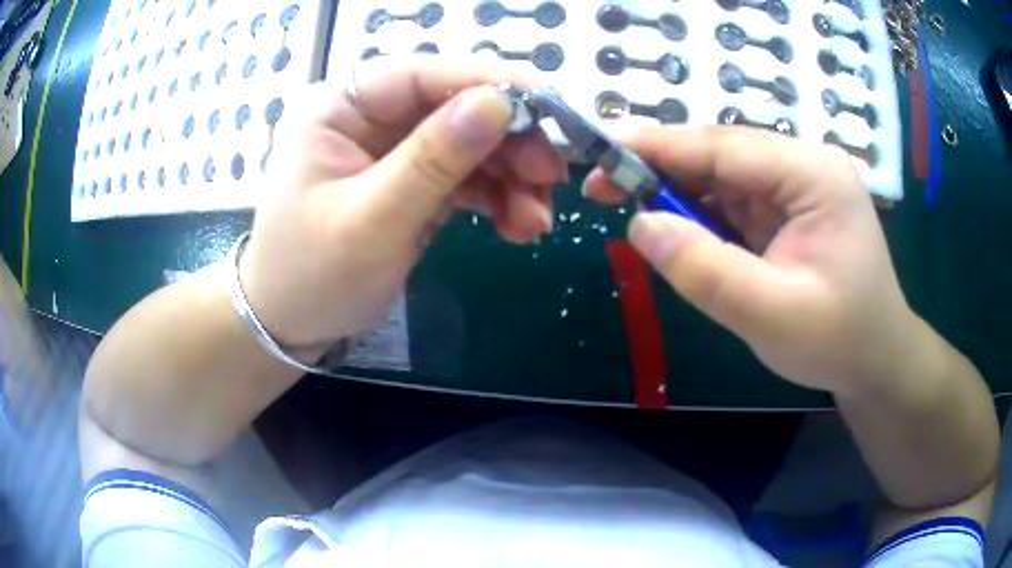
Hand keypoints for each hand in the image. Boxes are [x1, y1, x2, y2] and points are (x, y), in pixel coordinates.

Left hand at [239, 57, 564, 347]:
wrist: (291, 326)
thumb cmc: (312, 276)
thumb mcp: (372, 222)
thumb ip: (433, 160)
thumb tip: (499, 103)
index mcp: (339, 108)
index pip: (421, 76)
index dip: (488, 83)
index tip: (549, 107)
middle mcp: (368, 117)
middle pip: (454, 107)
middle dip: (509, 142)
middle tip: (551, 178)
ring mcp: (393, 149)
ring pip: (470, 143)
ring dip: (512, 178)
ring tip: (536, 221)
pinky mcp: (412, 180)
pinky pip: (466, 176)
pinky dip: (498, 198)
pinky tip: (518, 227)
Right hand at [584, 126, 919, 394]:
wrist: (875, 361)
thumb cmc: (838, 340)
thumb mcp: (772, 315)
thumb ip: (706, 270)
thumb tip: (640, 225)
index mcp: (813, 173)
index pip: (725, 146)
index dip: (658, 147)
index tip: (600, 153)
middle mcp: (805, 166)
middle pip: (721, 154)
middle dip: (662, 170)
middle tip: (602, 189)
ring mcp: (798, 185)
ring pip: (723, 177)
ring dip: (679, 195)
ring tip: (636, 217)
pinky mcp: (789, 209)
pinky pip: (734, 202)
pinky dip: (701, 216)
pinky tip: (681, 234)